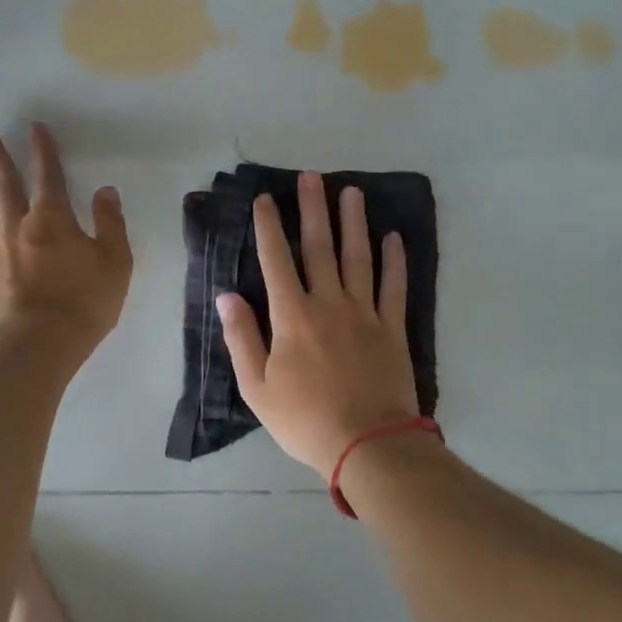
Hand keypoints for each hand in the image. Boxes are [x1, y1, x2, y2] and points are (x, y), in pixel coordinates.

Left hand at [0, 122, 132, 360]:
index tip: (34, 127)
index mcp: (52, 221)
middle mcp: (16, 228)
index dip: (42, 151)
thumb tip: (106, 191)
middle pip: (3, 184)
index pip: (48, 177)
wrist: (38, 347)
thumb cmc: (83, 304)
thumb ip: (110, 224)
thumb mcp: (115, 263)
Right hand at [217, 173, 417, 478]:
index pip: (276, 261)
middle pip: (320, 247)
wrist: (367, 445)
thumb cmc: (305, 419)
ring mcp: (365, 313)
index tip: (265, 199)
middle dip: (314, 209)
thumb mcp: (257, 387)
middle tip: (312, 176)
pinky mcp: (392, 328)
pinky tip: (394, 237)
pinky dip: (395, 261)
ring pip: (359, 258)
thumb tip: (226, 296)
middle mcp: (329, 303)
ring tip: (351, 192)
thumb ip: (241, 338)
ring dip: (354, 223)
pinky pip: (394, 287)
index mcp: (292, 316)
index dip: (269, 227)